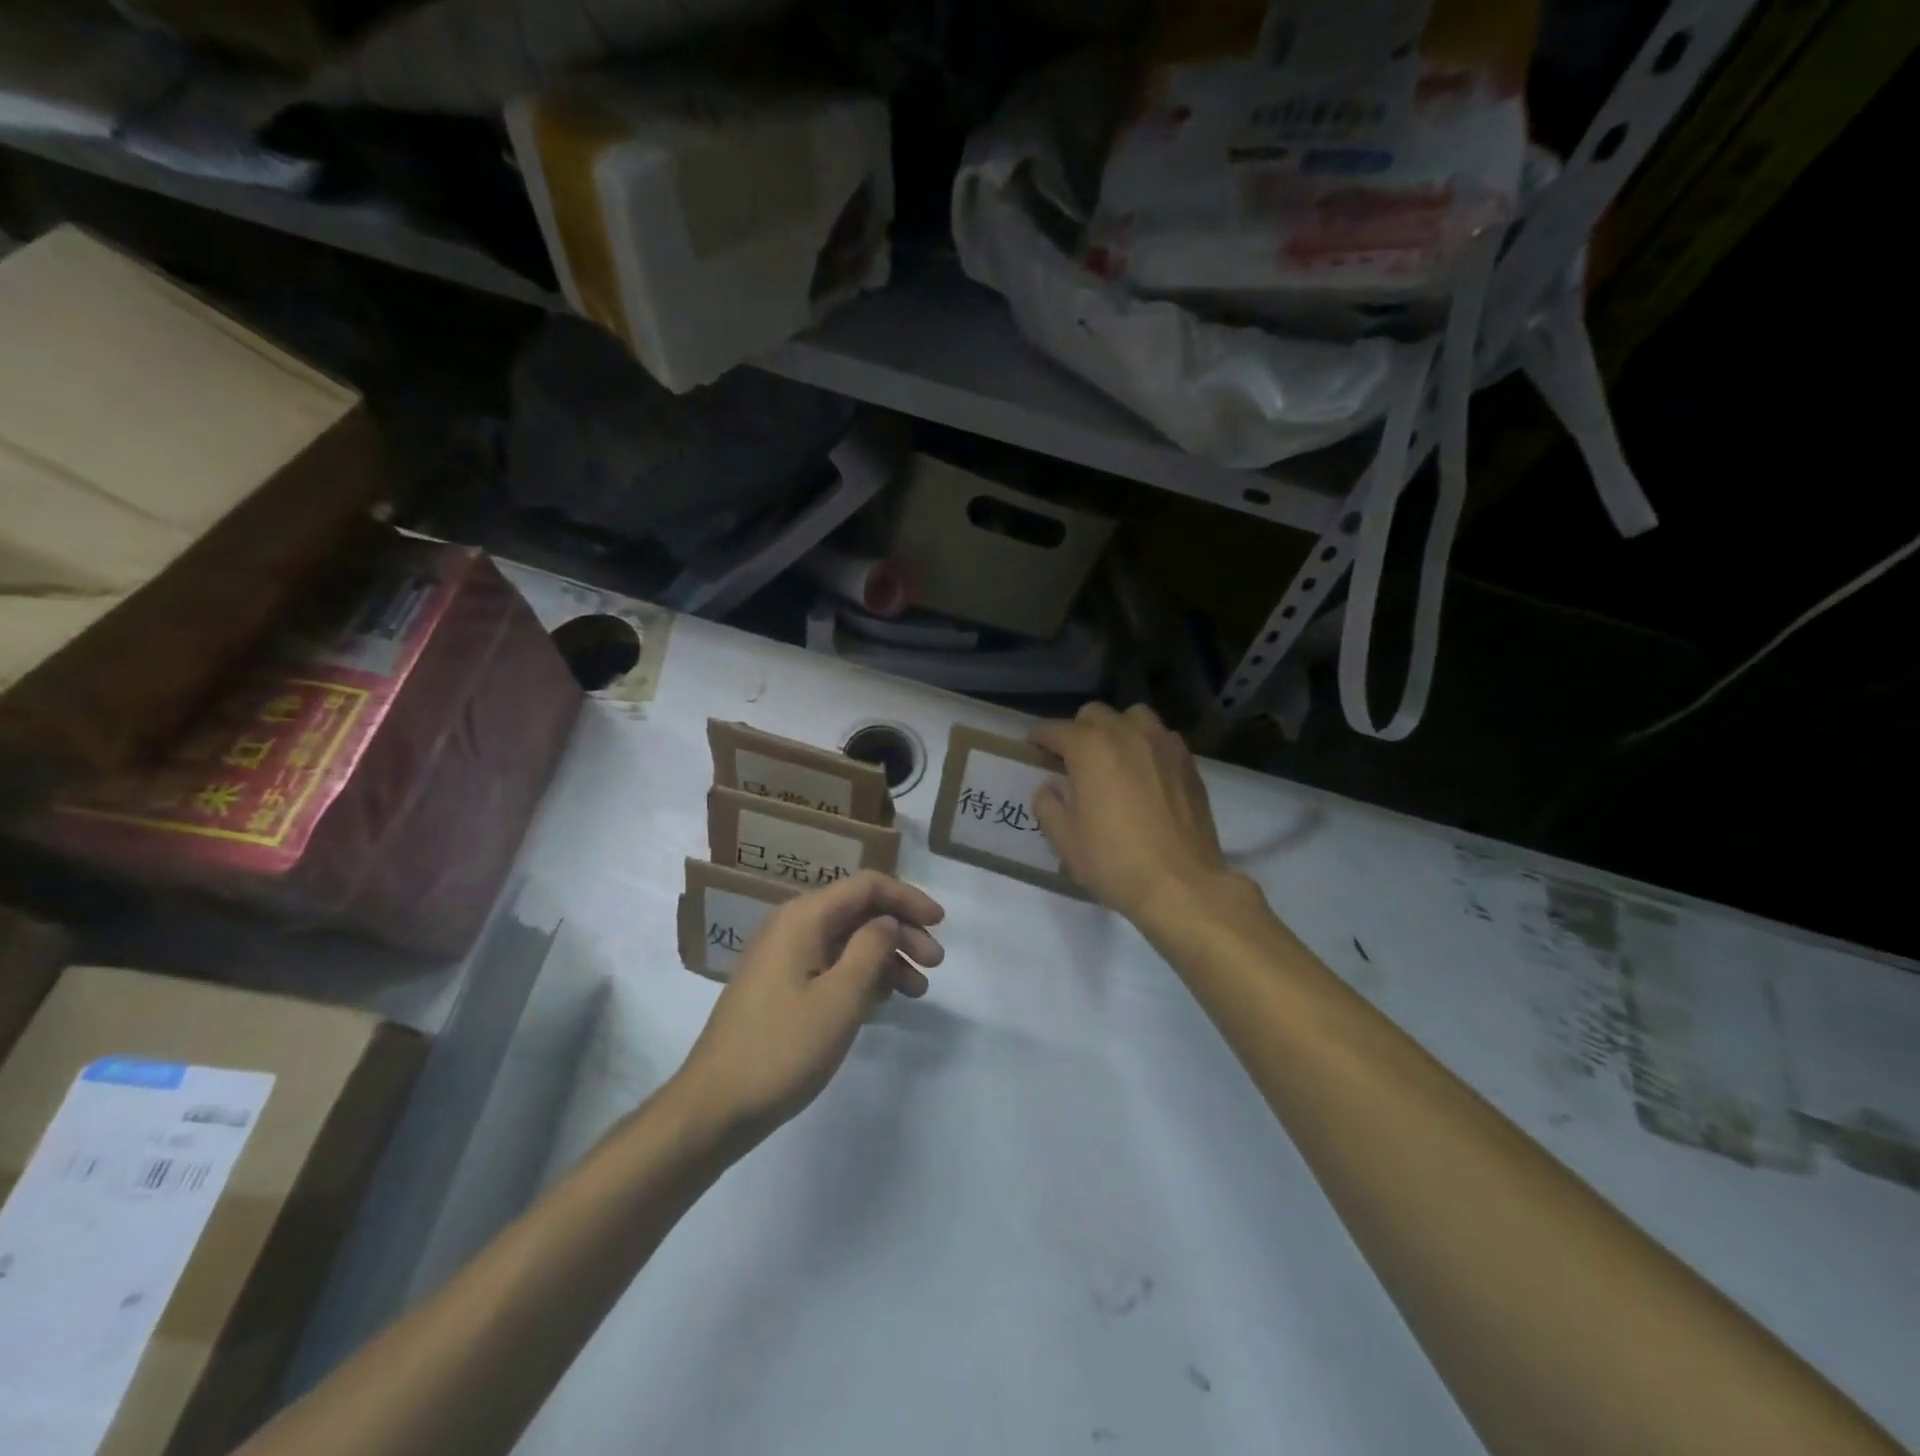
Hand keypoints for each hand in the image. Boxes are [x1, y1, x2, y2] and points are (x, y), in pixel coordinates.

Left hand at [673, 871, 944, 1143]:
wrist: (714, 1106)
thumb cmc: (782, 1048)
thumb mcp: (840, 998)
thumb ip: (871, 950)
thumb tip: (887, 922)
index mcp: (804, 918)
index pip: (867, 886)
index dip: (908, 898)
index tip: (941, 924)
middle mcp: (792, 926)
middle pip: (859, 912)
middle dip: (902, 931)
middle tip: (935, 964)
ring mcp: (784, 957)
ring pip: (848, 941)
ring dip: (887, 957)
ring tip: (918, 990)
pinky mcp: (781, 986)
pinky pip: (831, 965)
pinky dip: (862, 976)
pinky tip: (884, 1001)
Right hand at [1032, 703, 1232, 922]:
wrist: (1181, 885)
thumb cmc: (1114, 862)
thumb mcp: (1064, 840)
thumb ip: (1048, 805)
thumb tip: (1050, 787)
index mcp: (1090, 748)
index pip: (1055, 730)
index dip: (1039, 738)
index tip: (1032, 748)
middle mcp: (1127, 734)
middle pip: (1094, 715)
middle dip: (1077, 731)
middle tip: (1071, 759)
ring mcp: (1163, 744)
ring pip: (1133, 717)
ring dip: (1116, 730)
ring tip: (1112, 757)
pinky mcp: (1188, 762)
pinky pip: (1160, 738)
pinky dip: (1146, 745)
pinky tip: (1143, 772)